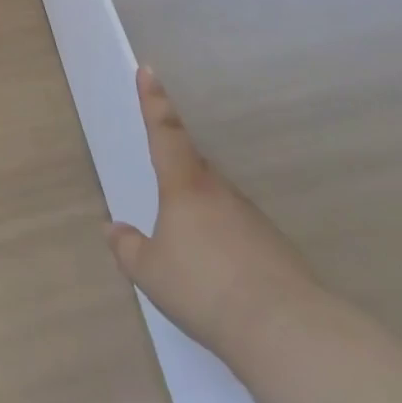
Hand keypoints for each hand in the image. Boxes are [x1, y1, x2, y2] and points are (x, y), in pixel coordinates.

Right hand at [106, 66, 321, 358]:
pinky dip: (225, 240)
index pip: (166, 134)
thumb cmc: (204, 288)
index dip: (155, 101)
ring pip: (219, 200)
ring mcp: (254, 221)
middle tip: (163, 171)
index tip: (150, 71)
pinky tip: (219, 271)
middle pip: (195, 166)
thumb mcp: (150, 271)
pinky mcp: (277, 251)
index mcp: (185, 187)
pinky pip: (239, 232)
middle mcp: (221, 193)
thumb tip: (114, 229)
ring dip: (202, 208)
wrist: (287, 332)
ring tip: (188, 239)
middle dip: (178, 164)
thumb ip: (128, 248)